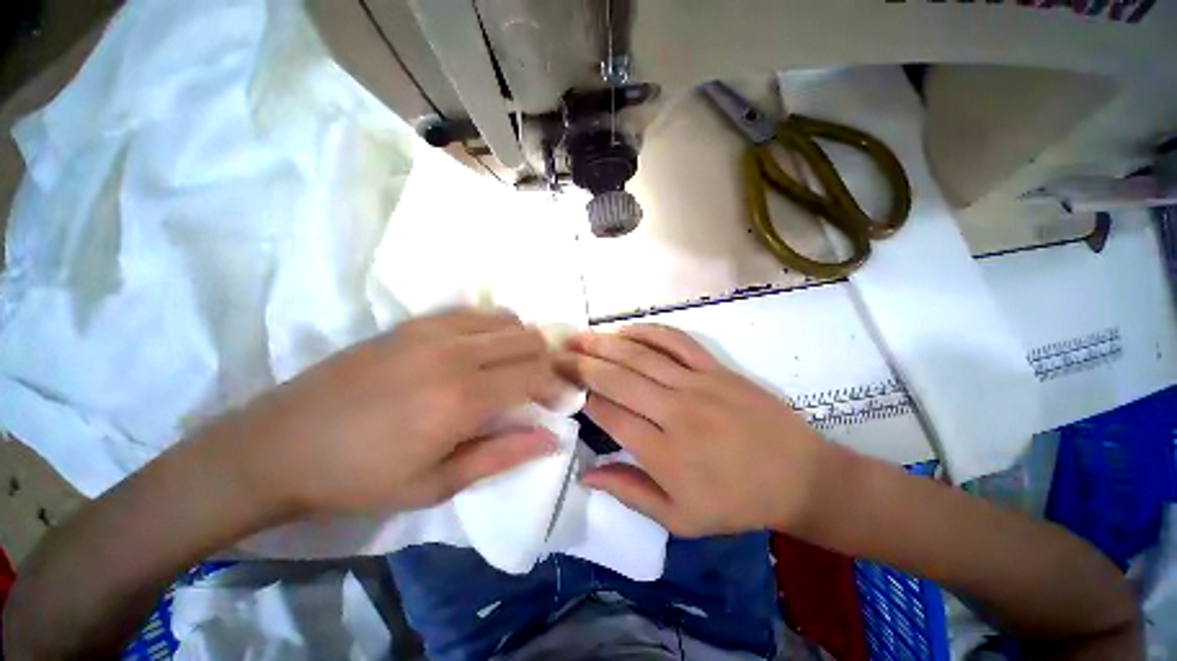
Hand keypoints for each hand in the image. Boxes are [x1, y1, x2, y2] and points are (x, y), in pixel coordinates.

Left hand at [216, 309, 566, 517]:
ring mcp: (433, 330)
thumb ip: (502, 455)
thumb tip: (551, 438)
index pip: (535, 373)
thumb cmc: (361, 477)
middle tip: (542, 386)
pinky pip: (476, 313)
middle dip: (547, 361)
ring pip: (507, 320)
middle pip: (528, 340)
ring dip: (524, 343)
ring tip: (517, 368)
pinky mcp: (414, 323)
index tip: (559, 400)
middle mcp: (456, 353)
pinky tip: (486, 350)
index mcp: (463, 397)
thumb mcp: (436, 485)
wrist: (281, 445)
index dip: (556, 384)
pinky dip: (496, 327)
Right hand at [560, 324, 830, 536]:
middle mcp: (675, 413)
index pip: (610, 415)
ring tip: (579, 336)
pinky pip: (676, 342)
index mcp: (665, 454)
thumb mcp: (681, 519)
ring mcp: (696, 385)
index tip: (566, 388)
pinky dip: (647, 331)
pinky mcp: (715, 369)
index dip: (584, 399)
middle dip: (582, 365)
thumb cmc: (737, 503)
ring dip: (605, 344)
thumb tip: (587, 474)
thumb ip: (630, 493)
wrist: (799, 477)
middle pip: (617, 379)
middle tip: (558, 355)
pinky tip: (625, 329)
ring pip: (640, 356)